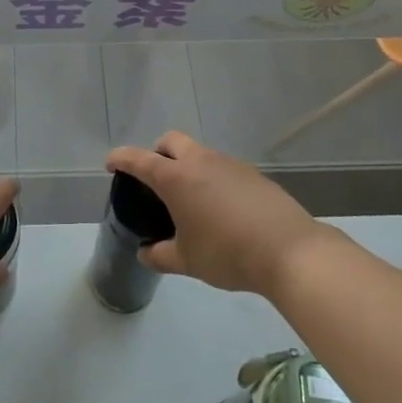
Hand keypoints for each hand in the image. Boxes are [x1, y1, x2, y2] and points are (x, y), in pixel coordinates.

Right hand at [106, 132, 332, 297]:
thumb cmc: (227, 253)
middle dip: (157, 153)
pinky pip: (223, 168)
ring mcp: (230, 164)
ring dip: (188, 166)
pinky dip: (213, 179)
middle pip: (171, 141)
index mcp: (176, 178)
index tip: (111, 164)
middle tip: (155, 179)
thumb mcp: (186, 261)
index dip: (121, 159)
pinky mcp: (253, 174)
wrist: (290, 251)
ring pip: (200, 153)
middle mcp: (201, 162)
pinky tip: (221, 209)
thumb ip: (160, 255)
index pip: (139, 159)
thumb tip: (145, 253)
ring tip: (190, 200)